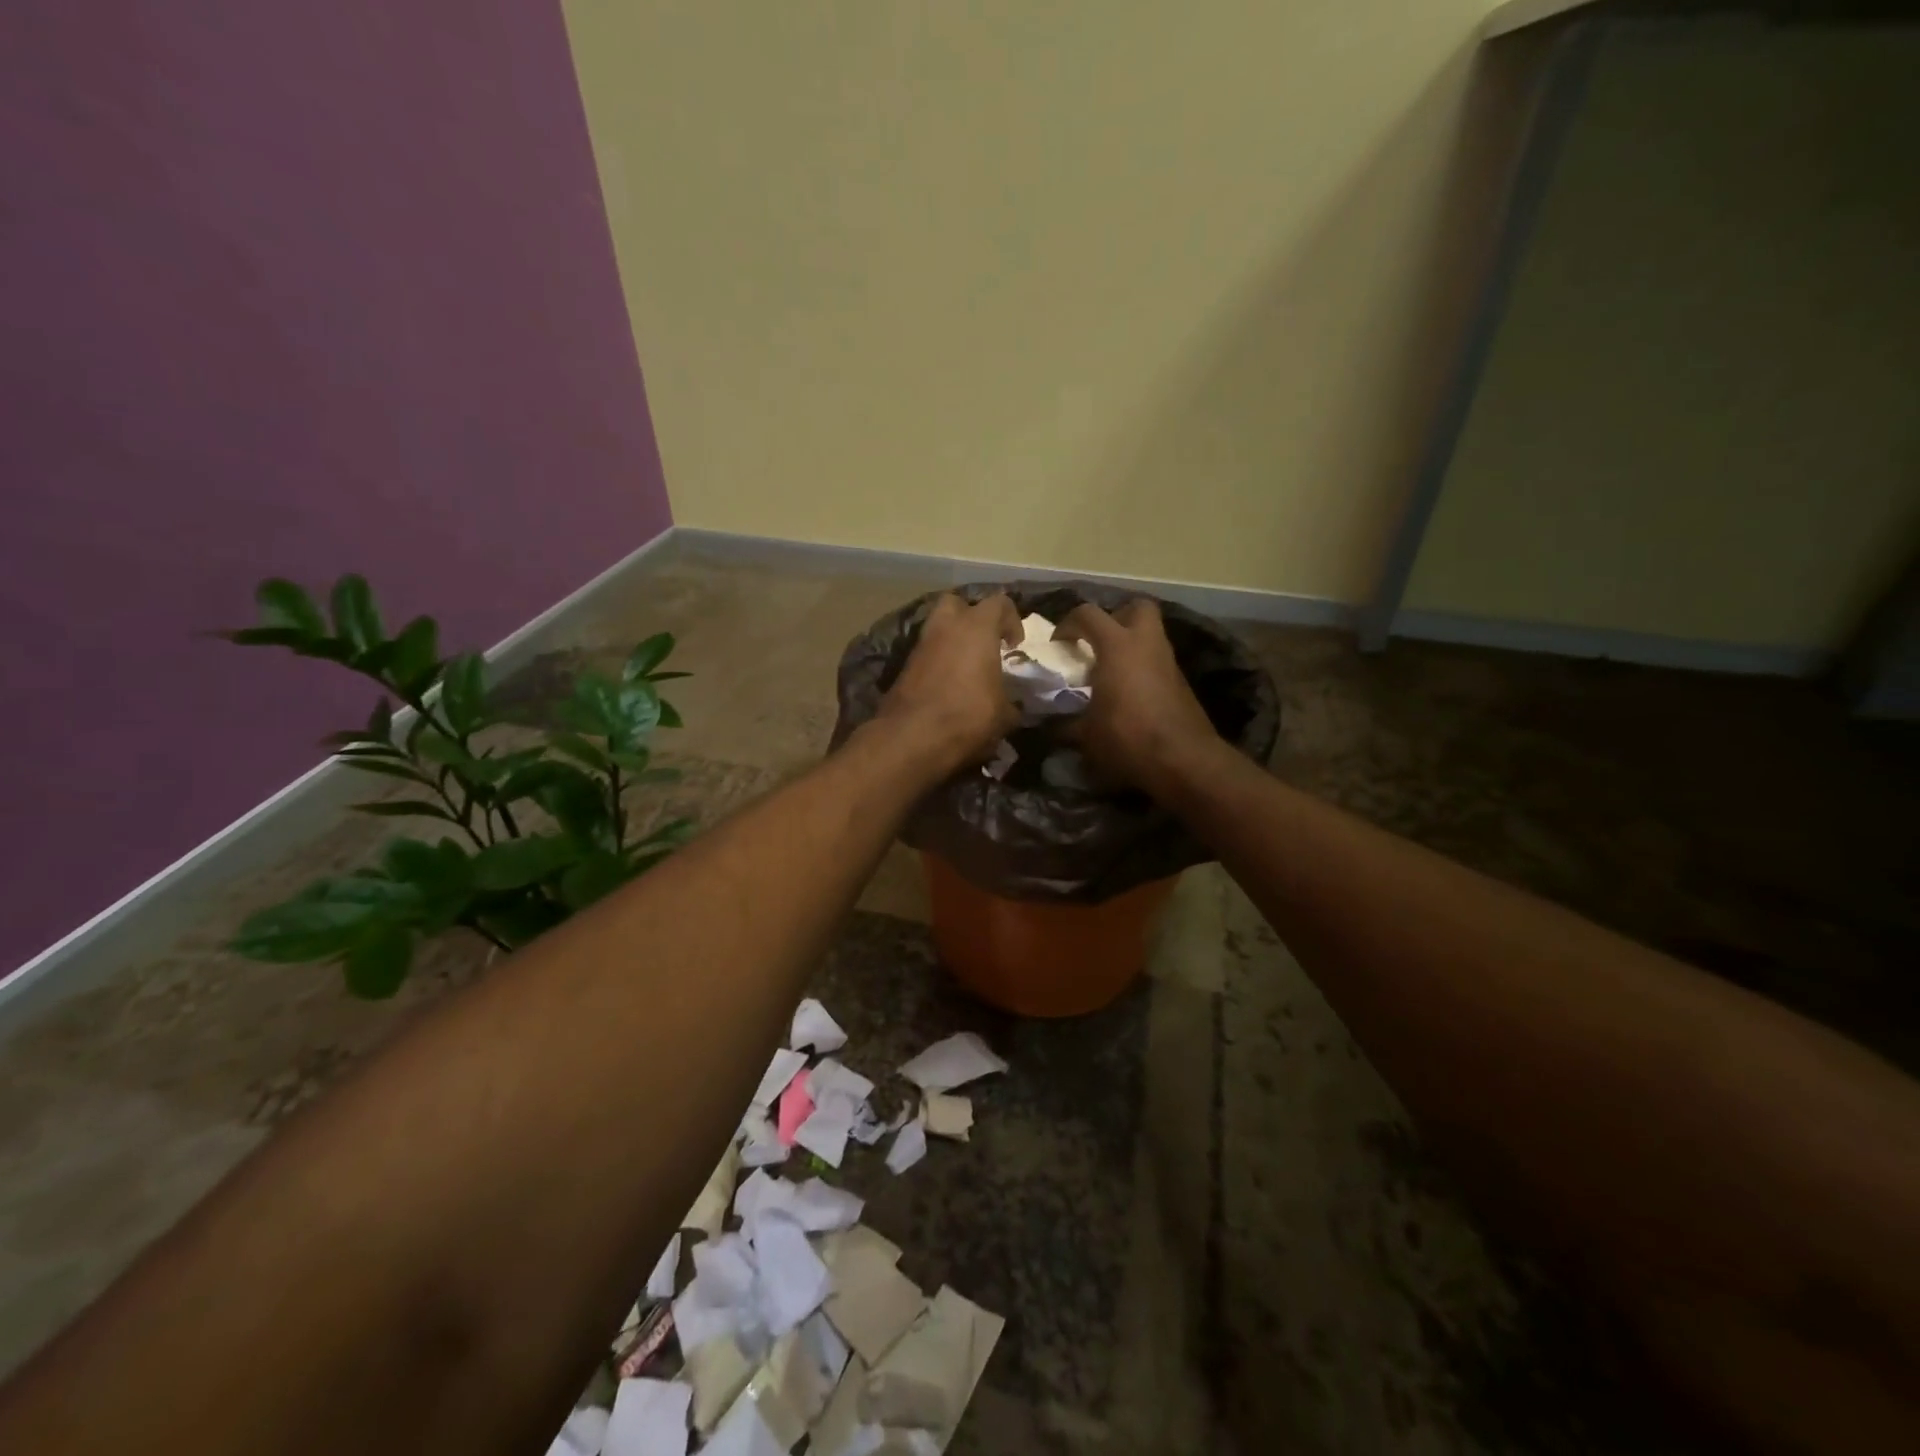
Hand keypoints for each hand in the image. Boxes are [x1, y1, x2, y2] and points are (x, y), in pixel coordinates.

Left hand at [876, 592, 1021, 774]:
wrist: (912, 737)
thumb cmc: (968, 716)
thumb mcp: (1004, 715)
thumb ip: (1012, 702)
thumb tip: (1013, 706)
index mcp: (977, 627)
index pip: (1000, 603)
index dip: (1012, 620)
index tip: (1015, 646)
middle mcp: (946, 626)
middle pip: (958, 603)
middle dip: (972, 617)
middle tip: (984, 643)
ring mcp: (921, 645)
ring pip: (938, 628)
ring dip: (952, 640)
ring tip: (966, 667)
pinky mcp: (904, 666)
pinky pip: (927, 653)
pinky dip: (938, 661)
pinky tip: (947, 684)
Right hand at [1056, 599, 1220, 794]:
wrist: (1183, 760)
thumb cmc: (1127, 738)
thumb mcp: (1086, 735)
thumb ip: (1065, 725)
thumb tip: (1050, 728)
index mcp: (1118, 646)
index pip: (1088, 614)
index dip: (1068, 624)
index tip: (1058, 645)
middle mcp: (1146, 644)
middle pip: (1137, 607)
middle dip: (1116, 617)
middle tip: (1099, 641)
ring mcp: (1168, 662)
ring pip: (1151, 636)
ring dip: (1130, 646)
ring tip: (1110, 671)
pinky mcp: (1181, 683)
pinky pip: (1157, 663)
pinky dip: (1142, 669)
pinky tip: (1129, 694)